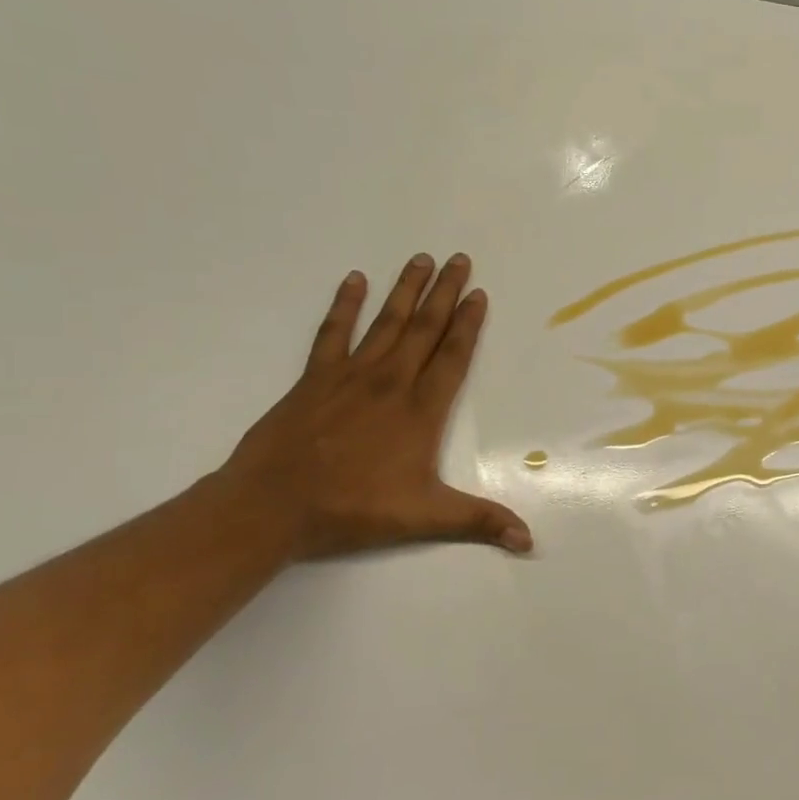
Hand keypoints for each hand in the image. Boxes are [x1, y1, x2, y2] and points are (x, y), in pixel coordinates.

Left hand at [222, 252, 532, 560]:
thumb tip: (529, 540)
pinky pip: (333, 333)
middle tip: (459, 259)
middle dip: (445, 293)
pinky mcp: (314, 379)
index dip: (468, 325)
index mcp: (420, 411)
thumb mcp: (424, 518)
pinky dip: (344, 305)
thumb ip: (479, 521)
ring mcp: (349, 377)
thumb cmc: (352, 509)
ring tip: (421, 259)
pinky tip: (354, 280)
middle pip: (423, 329)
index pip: (452, 358)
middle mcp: (390, 383)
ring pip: (385, 323)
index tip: (479, 294)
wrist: (270, 506)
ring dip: (406, 290)